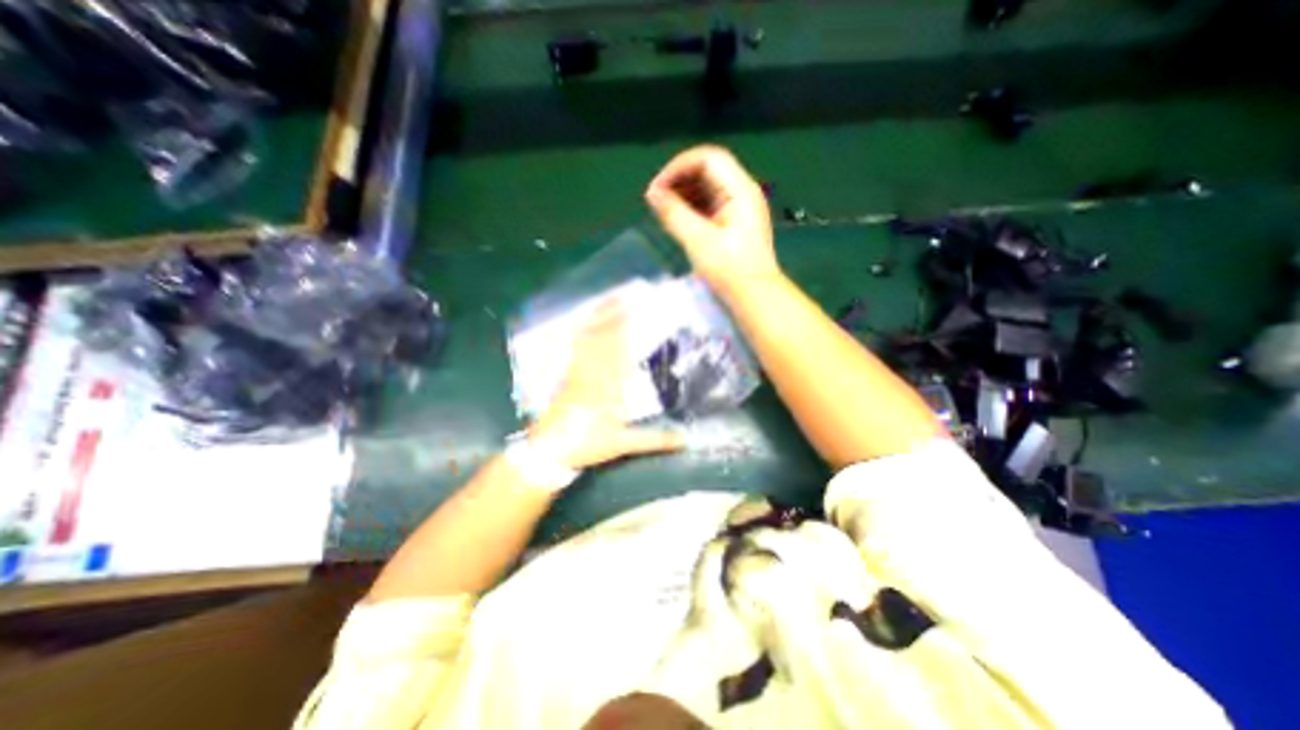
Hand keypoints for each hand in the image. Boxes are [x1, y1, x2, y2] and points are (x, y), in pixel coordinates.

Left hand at [529, 303, 683, 468]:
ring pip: (590, 338)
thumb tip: (687, 439)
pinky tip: (588, 321)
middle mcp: (594, 373)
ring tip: (612, 299)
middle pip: (605, 338)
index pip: (621, 351)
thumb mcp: (623, 444)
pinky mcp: (568, 374)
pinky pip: (577, 348)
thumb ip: (656, 439)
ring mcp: (578, 371)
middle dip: (618, 314)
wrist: (549, 450)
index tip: (639, 310)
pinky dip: (584, 331)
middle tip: (630, 294)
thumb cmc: (587, 445)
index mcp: (609, 388)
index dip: (629, 328)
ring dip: (601, 317)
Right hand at [642, 144, 775, 297]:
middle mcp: (743, 193)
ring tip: (663, 210)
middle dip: (679, 180)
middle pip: (708, 170)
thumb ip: (674, 214)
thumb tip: (652, 193)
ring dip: (684, 194)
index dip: (679, 167)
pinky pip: (711, 205)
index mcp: (740, 190)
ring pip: (708, 188)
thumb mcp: (698, 240)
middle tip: (656, 200)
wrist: (755, 297)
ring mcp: (740, 209)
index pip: (707, 158)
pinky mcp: (735, 224)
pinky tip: (678, 220)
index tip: (657, 188)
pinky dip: (692, 207)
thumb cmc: (729, 269)